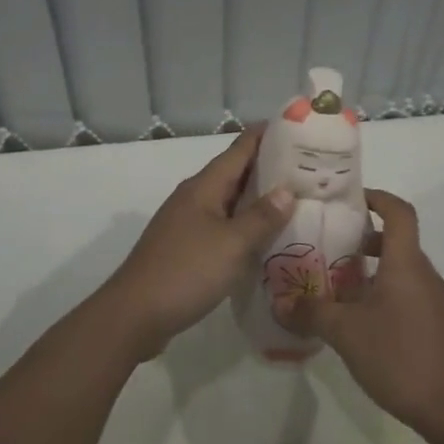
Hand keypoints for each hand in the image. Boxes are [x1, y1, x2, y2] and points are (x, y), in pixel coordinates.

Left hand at [94, 127, 296, 361]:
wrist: (134, 315)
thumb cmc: (186, 272)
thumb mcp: (232, 244)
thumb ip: (261, 217)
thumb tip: (286, 190)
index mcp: (204, 187)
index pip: (239, 149)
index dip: (267, 135)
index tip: (298, 128)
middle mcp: (194, 198)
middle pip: (235, 173)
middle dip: (269, 168)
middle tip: (309, 168)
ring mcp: (187, 223)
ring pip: (229, 201)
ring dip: (258, 199)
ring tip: (296, 199)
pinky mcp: (186, 248)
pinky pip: (223, 226)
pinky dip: (245, 226)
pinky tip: (265, 238)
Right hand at [276, 189, 443, 436]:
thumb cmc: (399, 356)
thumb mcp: (345, 332)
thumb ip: (311, 313)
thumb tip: (280, 302)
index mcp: (406, 263)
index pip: (398, 211)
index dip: (377, 198)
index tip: (350, 201)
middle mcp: (424, 274)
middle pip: (397, 241)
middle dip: (364, 240)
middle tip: (330, 249)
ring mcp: (435, 301)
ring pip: (401, 271)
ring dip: (372, 271)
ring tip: (339, 289)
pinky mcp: (438, 325)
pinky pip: (408, 295)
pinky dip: (385, 295)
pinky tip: (362, 323)